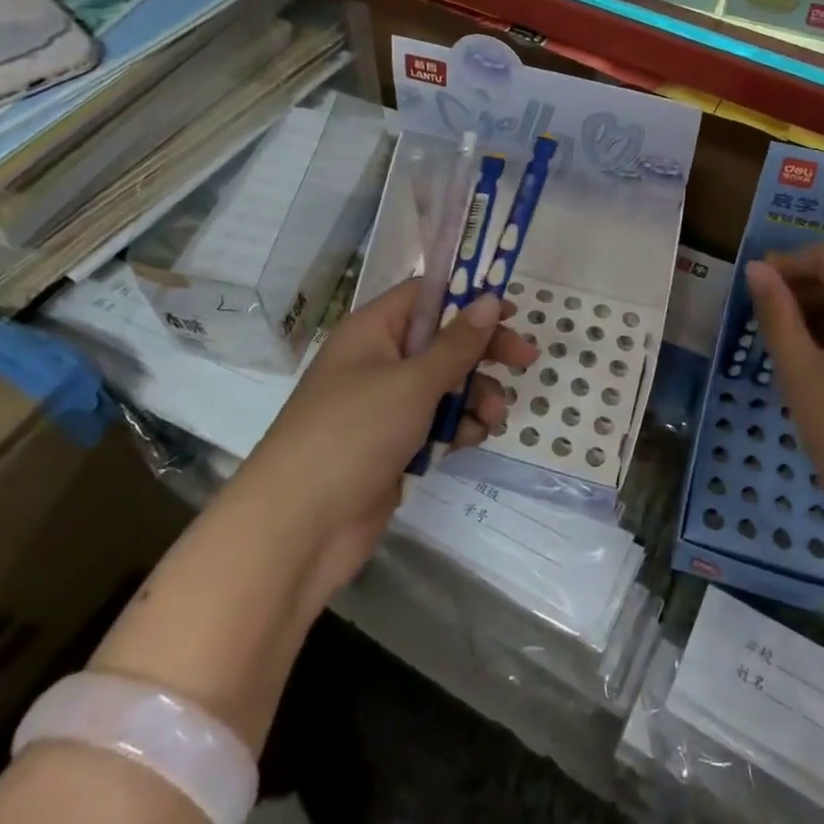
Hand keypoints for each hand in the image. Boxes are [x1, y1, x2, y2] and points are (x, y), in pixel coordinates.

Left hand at [237, 280, 535, 610]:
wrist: (298, 528)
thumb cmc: (354, 433)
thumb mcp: (413, 382)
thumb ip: (457, 344)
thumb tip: (488, 300)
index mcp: (373, 330)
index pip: (426, 295)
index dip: (467, 298)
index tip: (509, 312)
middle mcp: (377, 360)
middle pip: (441, 341)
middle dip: (482, 352)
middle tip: (525, 360)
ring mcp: (383, 405)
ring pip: (444, 385)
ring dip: (475, 396)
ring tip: (492, 418)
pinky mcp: (392, 445)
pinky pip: (435, 422)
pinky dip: (457, 427)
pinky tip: (472, 440)